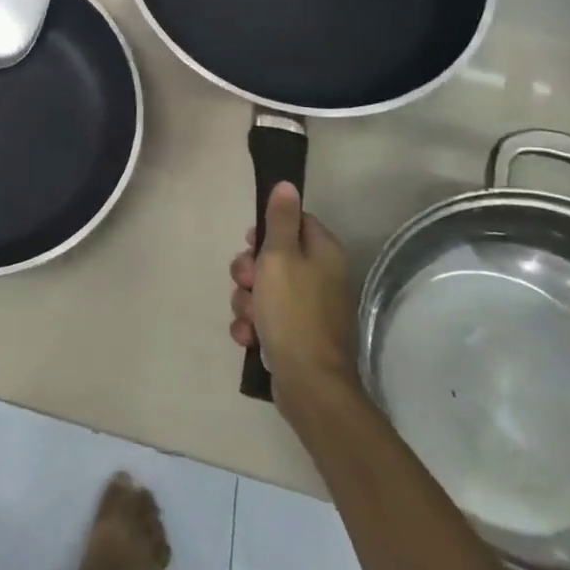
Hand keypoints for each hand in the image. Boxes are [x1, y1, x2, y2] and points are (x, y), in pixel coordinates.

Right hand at [229, 183, 359, 408]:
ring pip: (262, 289)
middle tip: (248, 283)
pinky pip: (263, 318)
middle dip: (249, 271)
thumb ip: (280, 220)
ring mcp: (306, 308)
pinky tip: (250, 337)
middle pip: (272, 256)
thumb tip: (287, 184)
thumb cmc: (294, 312)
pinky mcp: (294, 335)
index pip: (293, 223)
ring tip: (250, 318)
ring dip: (246, 301)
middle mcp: (319, 277)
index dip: (266, 231)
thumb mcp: (280, 257)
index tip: (251, 243)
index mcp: (323, 253)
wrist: (309, 384)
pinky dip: (252, 326)